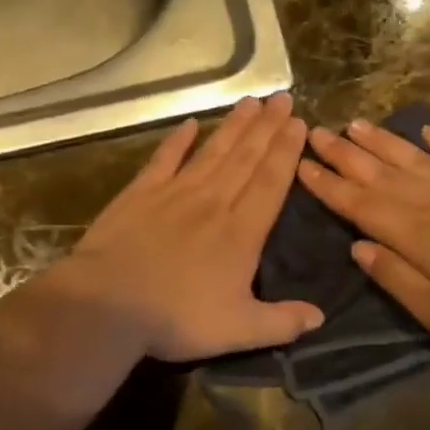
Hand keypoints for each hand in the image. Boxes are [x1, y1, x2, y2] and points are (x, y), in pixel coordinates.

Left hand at [56, 94, 324, 361]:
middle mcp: (212, 203)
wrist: (109, 305)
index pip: (270, 183)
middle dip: (267, 128)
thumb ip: (282, 322)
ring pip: (212, 152)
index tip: (299, 124)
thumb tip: (320, 316)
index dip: (286, 152)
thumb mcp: (239, 330)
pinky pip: (164, 160)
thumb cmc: (176, 319)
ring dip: (233, 126)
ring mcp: (174, 194)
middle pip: (245, 158)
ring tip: (251, 101)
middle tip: (283, 98)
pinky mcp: (139, 194)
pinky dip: (177, 141)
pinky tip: (189, 124)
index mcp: (241, 233)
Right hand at [296, 118, 429, 356]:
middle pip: (380, 173)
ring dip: (382, 140)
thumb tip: (357, 246)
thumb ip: (393, 276)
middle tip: (316, 131)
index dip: (328, 185)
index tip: (302, 165)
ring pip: (415, 158)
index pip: (360, 204)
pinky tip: (425, 131)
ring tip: (355, 124)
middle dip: (344, 153)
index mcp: (415, 234)